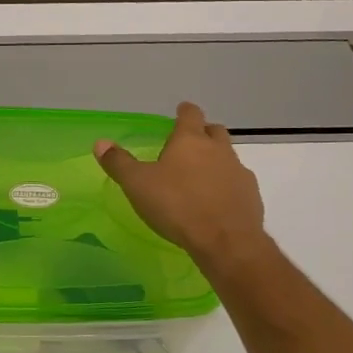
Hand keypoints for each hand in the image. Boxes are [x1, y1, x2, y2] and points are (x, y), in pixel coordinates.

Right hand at [95, 102, 267, 271]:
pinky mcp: (251, 195)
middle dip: (203, 133)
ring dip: (216, 160)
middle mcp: (218, 149)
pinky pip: (237, 182)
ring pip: (228, 156)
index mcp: (190, 141)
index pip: (190, 114)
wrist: (225, 240)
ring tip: (200, 177)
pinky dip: (226, 185)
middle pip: (214, 131)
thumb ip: (119, 163)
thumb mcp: (138, 184)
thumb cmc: (177, 205)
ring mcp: (238, 172)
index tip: (181, 111)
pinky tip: (216, 201)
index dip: (184, 111)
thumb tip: (100, 143)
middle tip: (189, 144)